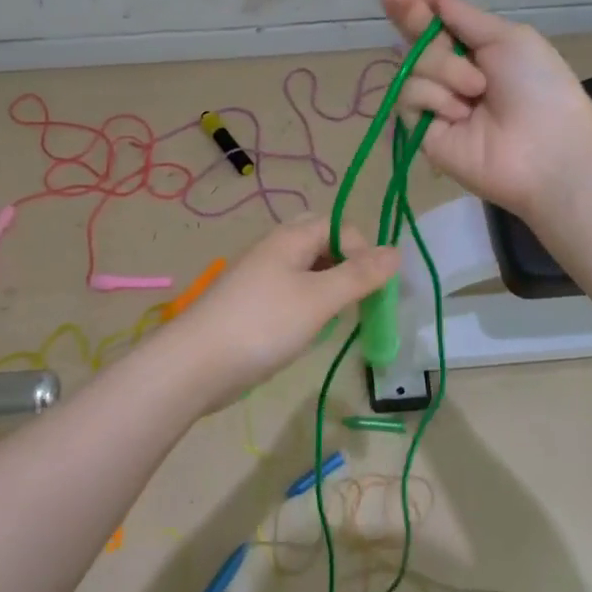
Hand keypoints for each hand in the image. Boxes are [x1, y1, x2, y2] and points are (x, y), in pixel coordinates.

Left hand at [164, 215, 398, 412]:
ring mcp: (260, 276)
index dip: (364, 252)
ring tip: (336, 316)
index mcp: (291, 237)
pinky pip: (290, 291)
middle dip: (346, 265)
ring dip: (328, 286)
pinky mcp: (251, 303)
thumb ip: (359, 275)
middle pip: (322, 242)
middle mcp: (275, 248)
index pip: (341, 227)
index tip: (373, 289)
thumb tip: (396, 251)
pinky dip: (308, 303)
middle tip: (357, 297)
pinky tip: (309, 329)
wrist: (195, 364)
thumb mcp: (319, 299)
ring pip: (306, 268)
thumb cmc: (263, 324)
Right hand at [381, 0, 591, 216]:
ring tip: (477, 91)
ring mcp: (436, 103)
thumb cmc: (538, 85)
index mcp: (476, 49)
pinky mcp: (423, 132)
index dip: (413, 3)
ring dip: (444, 70)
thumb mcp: (506, 38)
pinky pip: (410, 98)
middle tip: (415, 10)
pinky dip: (435, 98)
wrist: (547, 148)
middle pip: (416, 38)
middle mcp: (452, 74)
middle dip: (415, 20)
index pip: (435, 22)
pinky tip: (460, 113)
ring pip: (412, 66)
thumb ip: (462, 16)